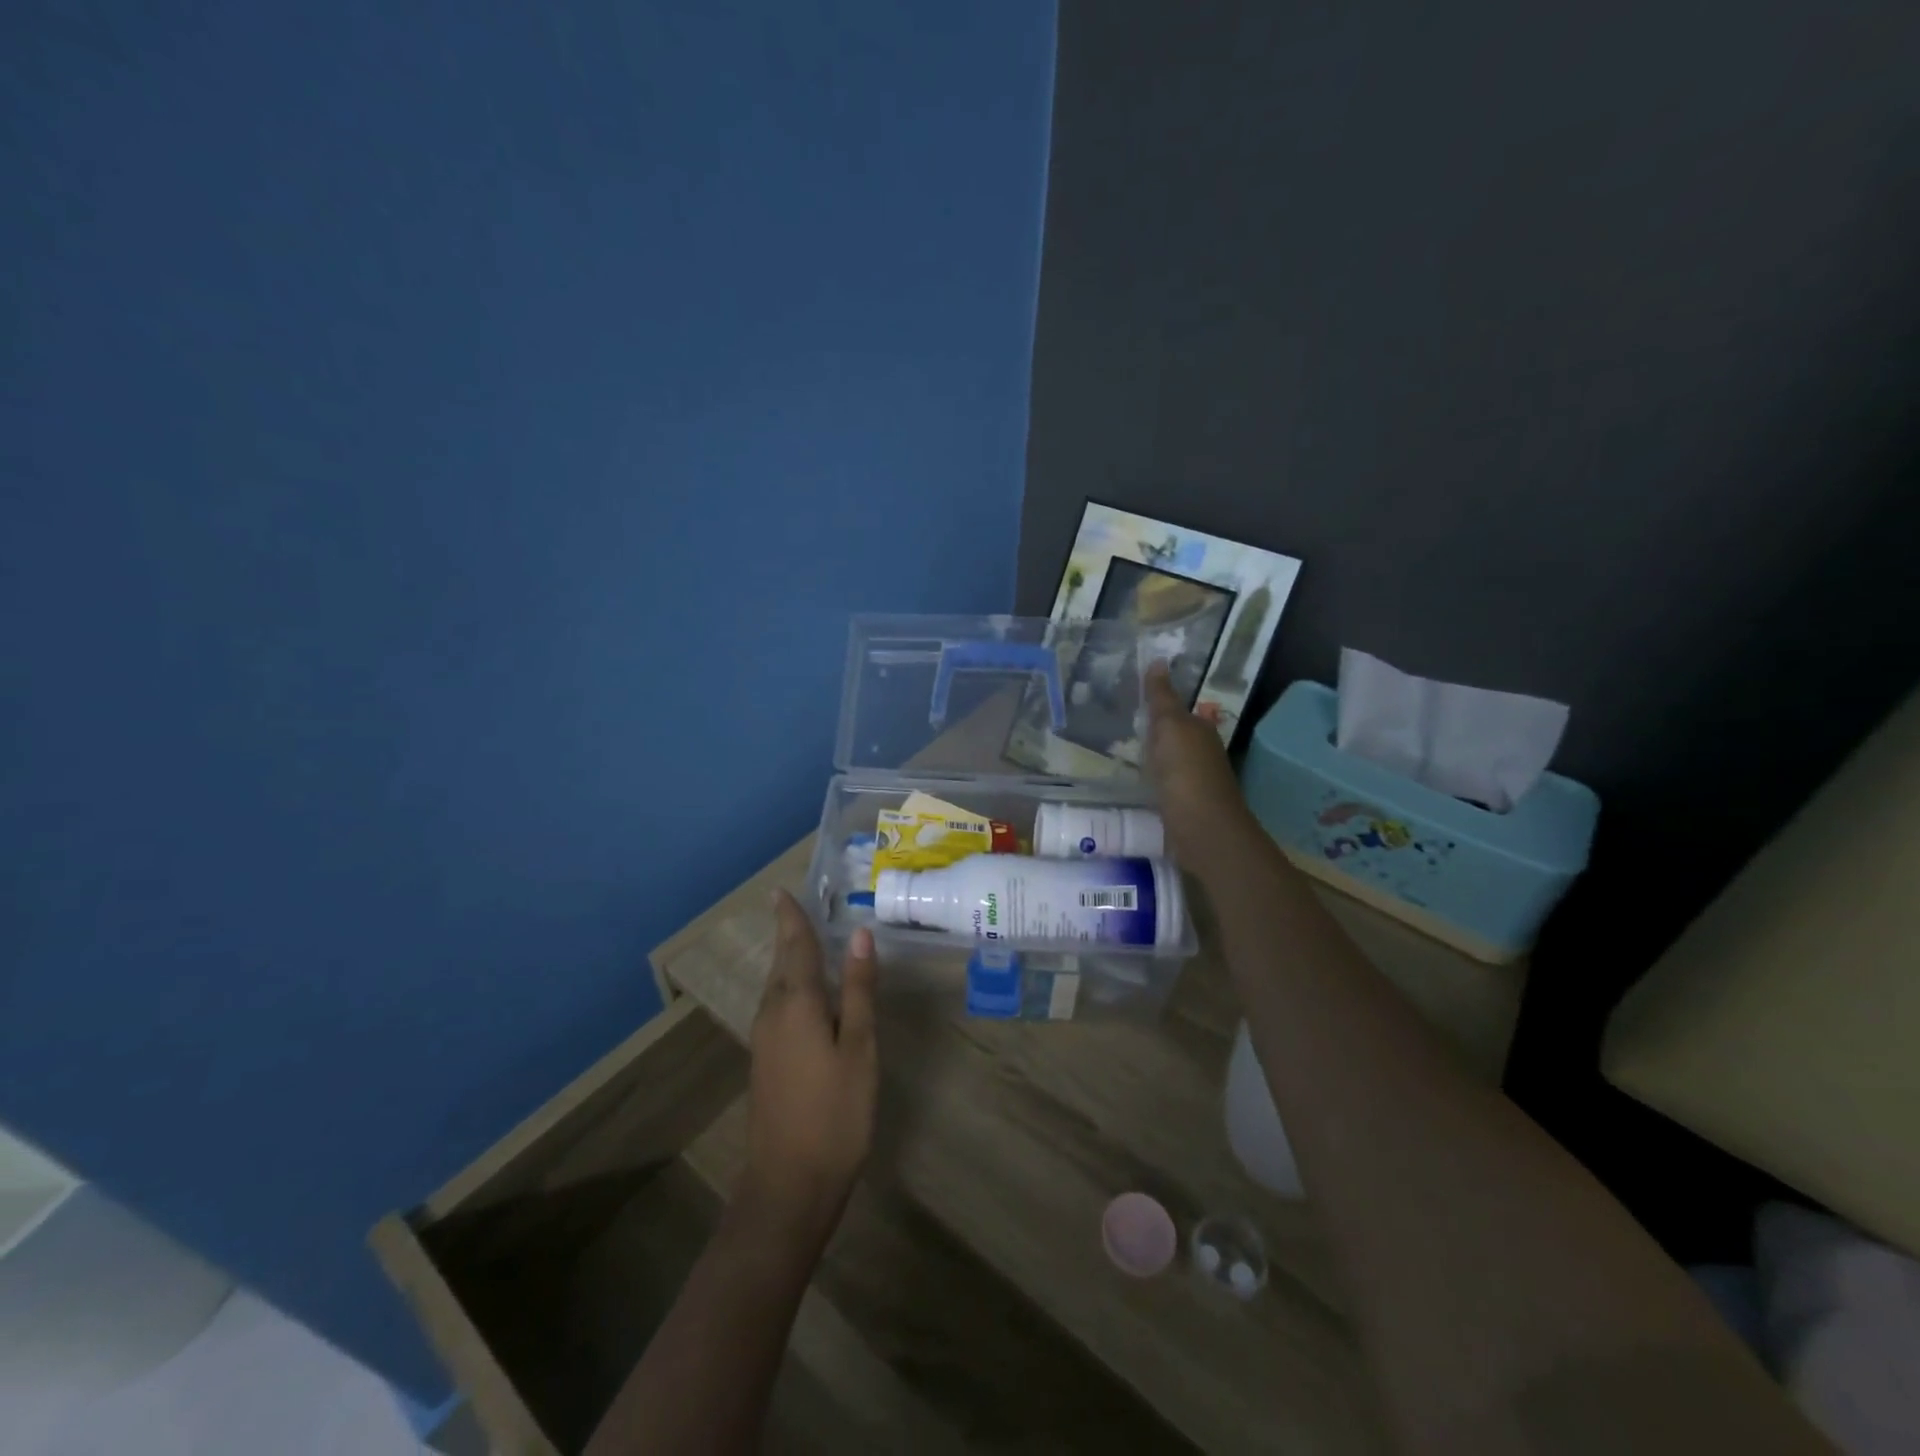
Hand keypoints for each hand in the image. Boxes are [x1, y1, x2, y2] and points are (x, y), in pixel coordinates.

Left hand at [741, 892, 878, 1239]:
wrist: (788, 1186)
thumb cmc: (834, 1113)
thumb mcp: (859, 1047)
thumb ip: (858, 990)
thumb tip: (859, 935)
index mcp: (795, 1003)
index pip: (795, 946)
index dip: (791, 917)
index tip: (782, 890)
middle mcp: (772, 1013)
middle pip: (782, 962)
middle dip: (789, 933)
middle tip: (799, 905)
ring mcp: (765, 1040)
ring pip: (778, 985)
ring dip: (790, 958)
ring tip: (806, 937)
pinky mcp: (767, 1061)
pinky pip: (778, 1005)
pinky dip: (792, 984)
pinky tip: (807, 991)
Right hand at [1143, 660, 1259, 874]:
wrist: (1203, 829)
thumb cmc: (1185, 772)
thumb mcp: (1170, 727)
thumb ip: (1162, 698)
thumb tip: (1159, 660)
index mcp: (1200, 730)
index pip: (1179, 710)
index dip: (1159, 704)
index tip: (1133, 699)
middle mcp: (1202, 752)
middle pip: (1175, 736)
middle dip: (1154, 730)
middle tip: (1121, 722)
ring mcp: (1194, 782)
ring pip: (1169, 761)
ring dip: (1152, 756)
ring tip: (1122, 751)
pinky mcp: (1184, 806)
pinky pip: (1164, 784)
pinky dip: (1151, 780)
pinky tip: (1136, 782)